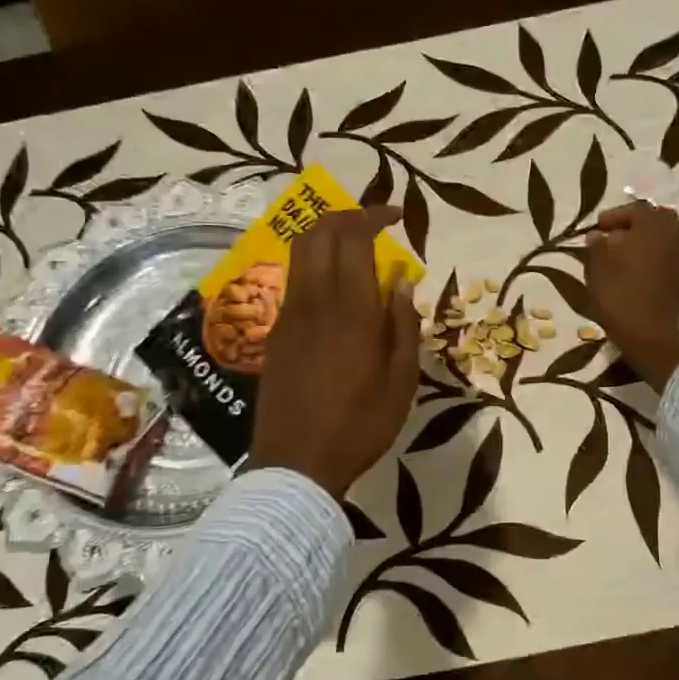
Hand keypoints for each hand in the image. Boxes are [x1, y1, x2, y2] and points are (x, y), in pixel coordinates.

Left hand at [248, 207, 419, 499]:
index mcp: (350, 312)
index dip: (373, 216)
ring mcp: (287, 316)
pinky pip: (294, 282)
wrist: (296, 464)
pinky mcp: (275, 333)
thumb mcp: (401, 382)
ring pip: (299, 253)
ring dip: (325, 237)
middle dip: (345, 215)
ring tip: (355, 249)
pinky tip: (336, 289)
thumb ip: (403, 326)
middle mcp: (313, 302)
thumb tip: (402, 283)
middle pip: (317, 233)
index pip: (353, 239)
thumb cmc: (360, 426)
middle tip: (373, 223)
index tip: (398, 216)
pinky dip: (315, 266)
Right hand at [584, 201, 678, 389]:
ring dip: (641, 242)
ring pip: (660, 239)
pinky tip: (631, 271)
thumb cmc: (619, 294)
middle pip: (655, 220)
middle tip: (613, 236)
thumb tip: (597, 235)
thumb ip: (597, 245)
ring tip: (618, 255)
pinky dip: (648, 258)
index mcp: (652, 227)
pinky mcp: (677, 279)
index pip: (636, 209)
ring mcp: (677, 259)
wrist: (648, 334)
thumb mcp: (597, 266)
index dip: (614, 215)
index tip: (597, 227)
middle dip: (634, 224)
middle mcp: (670, 237)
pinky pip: (662, 258)